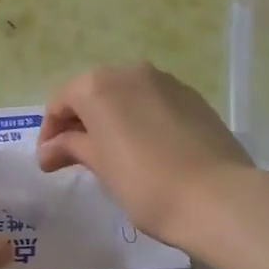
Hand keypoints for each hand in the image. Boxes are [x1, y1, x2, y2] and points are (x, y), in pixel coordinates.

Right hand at [38, 63, 253, 249]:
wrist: (219, 197)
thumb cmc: (146, 184)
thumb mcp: (101, 166)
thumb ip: (71, 147)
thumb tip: (49, 149)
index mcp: (97, 86)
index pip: (60, 103)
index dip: (50, 132)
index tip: (49, 161)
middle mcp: (128, 72)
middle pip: (92, 92)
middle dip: (80, 122)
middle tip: (75, 156)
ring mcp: (164, 81)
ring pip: (124, 94)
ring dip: (111, 118)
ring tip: (111, 152)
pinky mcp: (191, 96)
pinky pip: (152, 101)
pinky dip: (139, 118)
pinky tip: (145, 147)